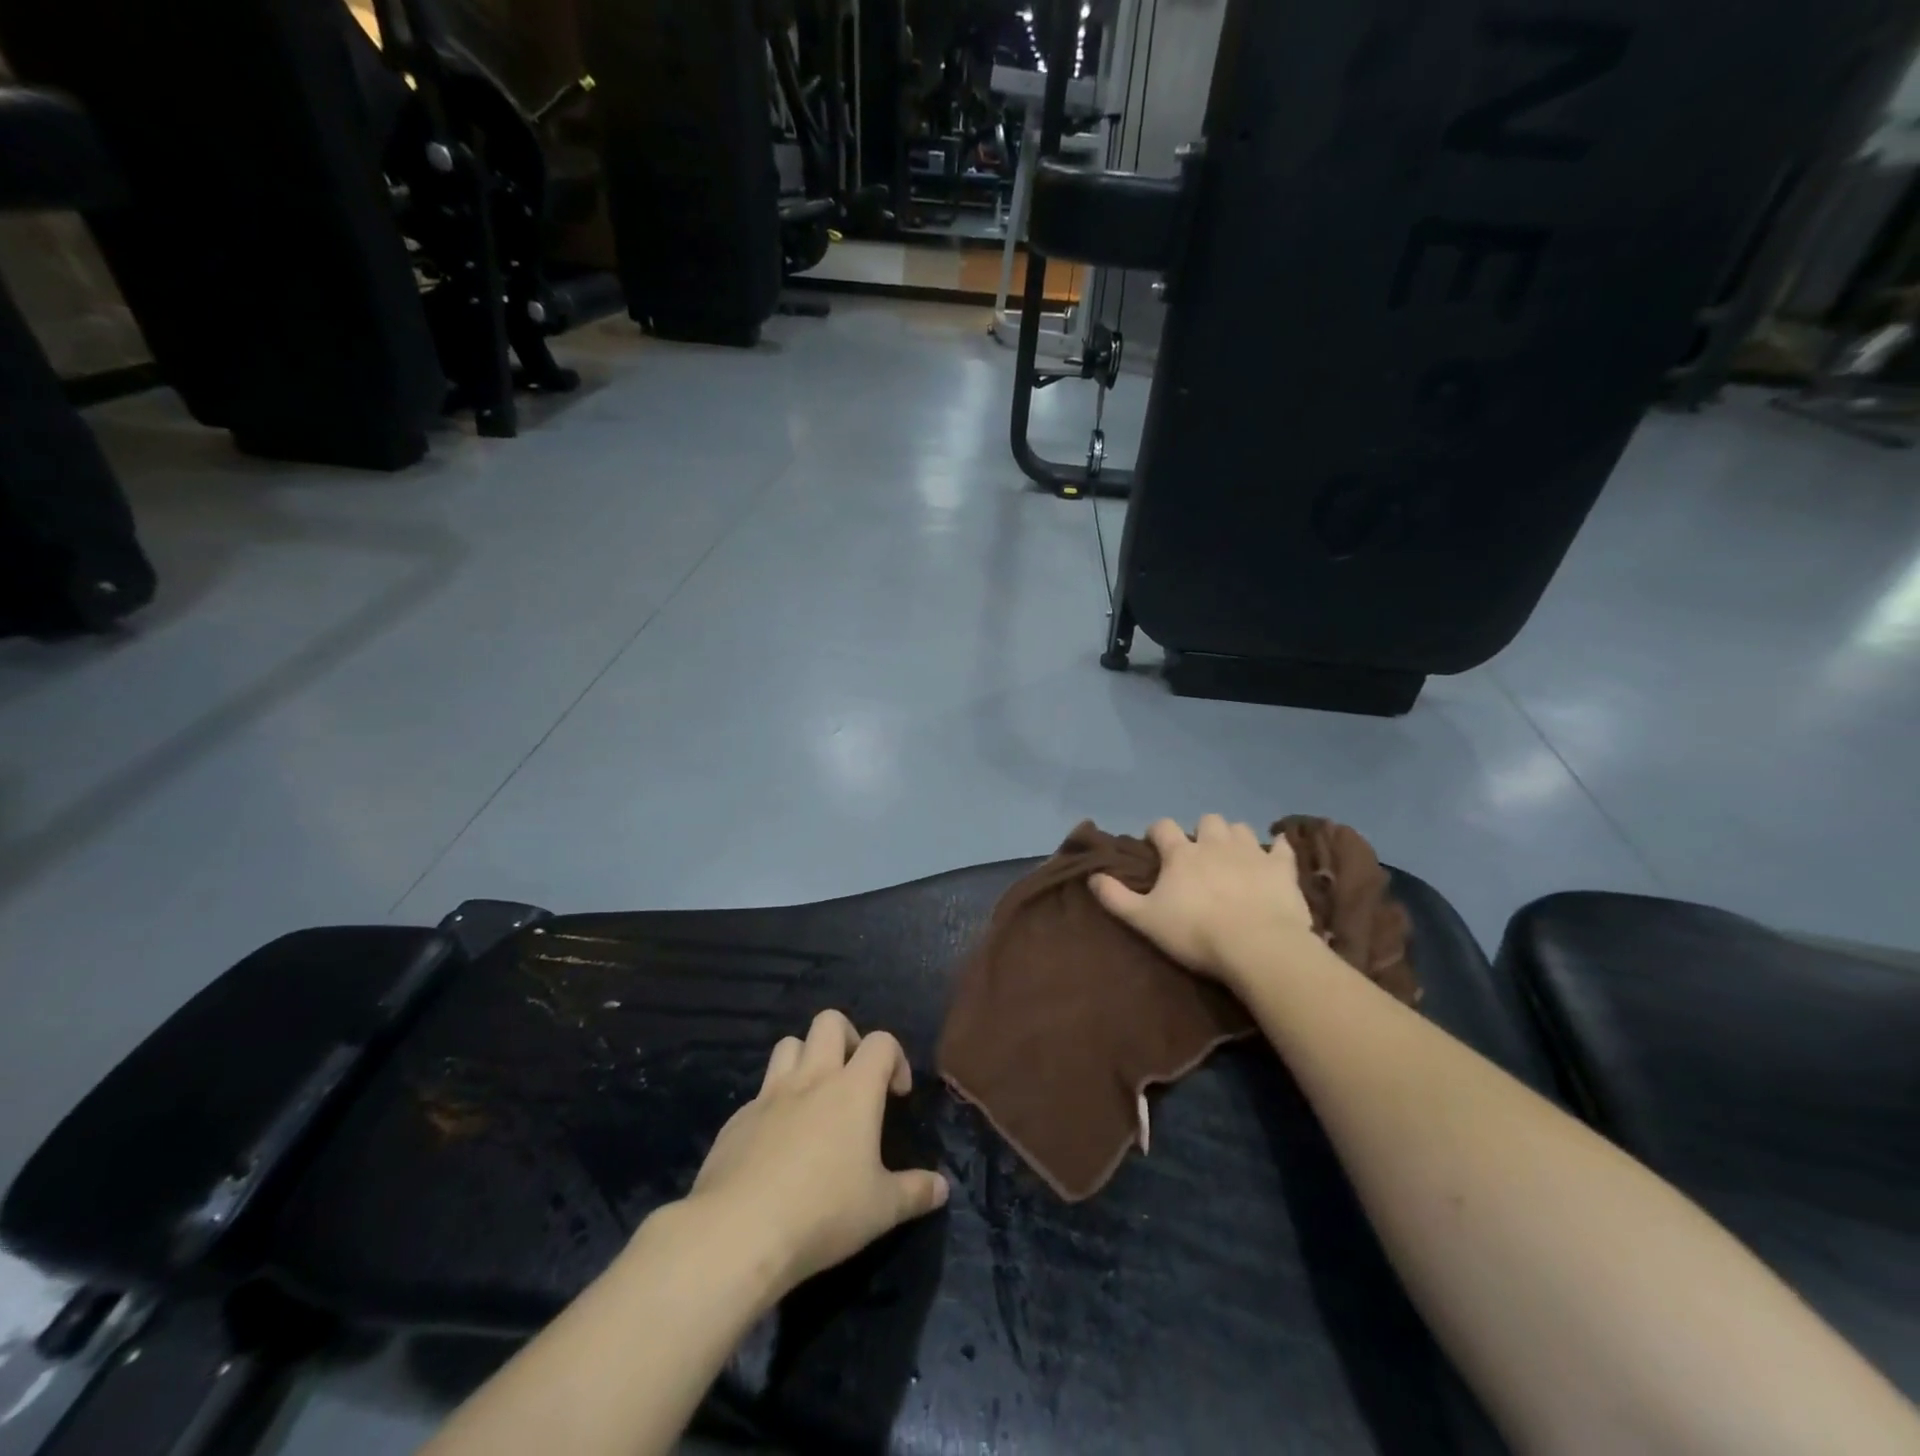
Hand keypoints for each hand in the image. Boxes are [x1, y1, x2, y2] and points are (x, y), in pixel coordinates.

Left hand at [682, 1011, 948, 1295]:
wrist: (738, 1233)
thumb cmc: (822, 1213)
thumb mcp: (881, 1210)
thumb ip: (915, 1193)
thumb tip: (942, 1188)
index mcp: (853, 1089)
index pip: (881, 1042)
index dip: (895, 1058)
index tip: (897, 1095)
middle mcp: (812, 1079)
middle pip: (829, 1022)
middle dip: (847, 1038)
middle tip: (854, 1078)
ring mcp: (769, 1095)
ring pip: (788, 1045)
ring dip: (805, 1059)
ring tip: (814, 1099)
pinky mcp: (737, 1119)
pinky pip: (760, 1093)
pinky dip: (774, 1104)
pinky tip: (776, 1144)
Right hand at [1090, 815, 1315, 983]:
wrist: (1257, 946)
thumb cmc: (1196, 933)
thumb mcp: (1145, 919)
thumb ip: (1116, 897)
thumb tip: (1092, 876)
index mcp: (1181, 853)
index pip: (1163, 826)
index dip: (1157, 833)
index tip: (1155, 846)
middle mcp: (1215, 843)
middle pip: (1207, 821)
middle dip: (1201, 832)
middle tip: (1199, 854)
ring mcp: (1251, 852)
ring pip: (1240, 828)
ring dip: (1234, 837)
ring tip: (1232, 855)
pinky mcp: (1282, 868)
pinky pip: (1282, 847)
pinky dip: (1277, 848)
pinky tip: (1275, 854)